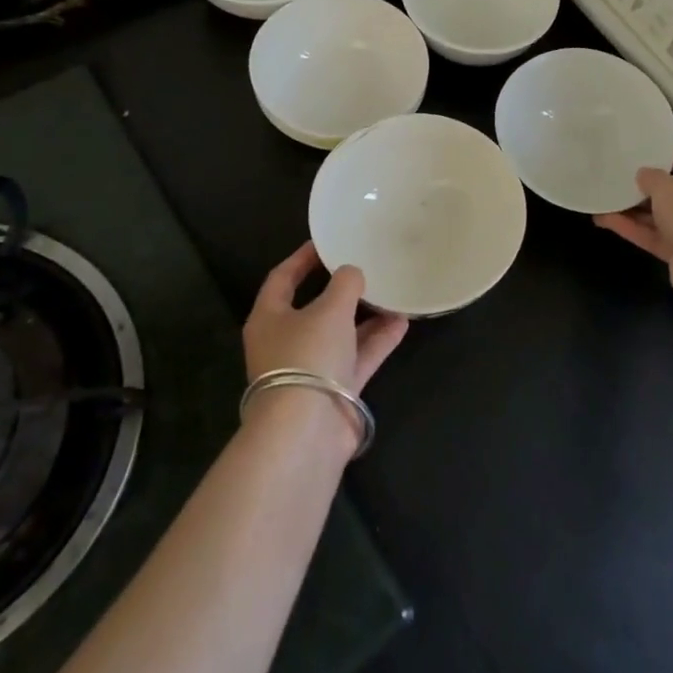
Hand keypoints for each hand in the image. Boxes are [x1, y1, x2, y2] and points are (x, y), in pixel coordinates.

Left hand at [243, 241, 408, 391]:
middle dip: (342, 289)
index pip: (282, 278)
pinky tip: (403, 321)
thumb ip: (345, 284)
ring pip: (342, 333)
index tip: (326, 242)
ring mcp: (311, 368)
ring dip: (367, 315)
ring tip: (394, 292)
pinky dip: (378, 340)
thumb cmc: (307, 356)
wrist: (307, 430)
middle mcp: (286, 342)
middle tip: (367, 267)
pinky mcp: (335, 390)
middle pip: (315, 307)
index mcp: (270, 318)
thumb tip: (352, 273)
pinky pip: (359, 356)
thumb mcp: (329, 309)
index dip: (302, 258)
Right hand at [594, 143, 672, 325]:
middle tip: (630, 181)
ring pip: (667, 215)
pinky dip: (636, 229)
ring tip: (608, 201)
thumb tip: (645, 176)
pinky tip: (606, 221)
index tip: (662, 158)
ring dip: (638, 210)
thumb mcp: (665, 186)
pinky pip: (659, 236)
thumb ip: (651, 177)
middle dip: (654, 187)